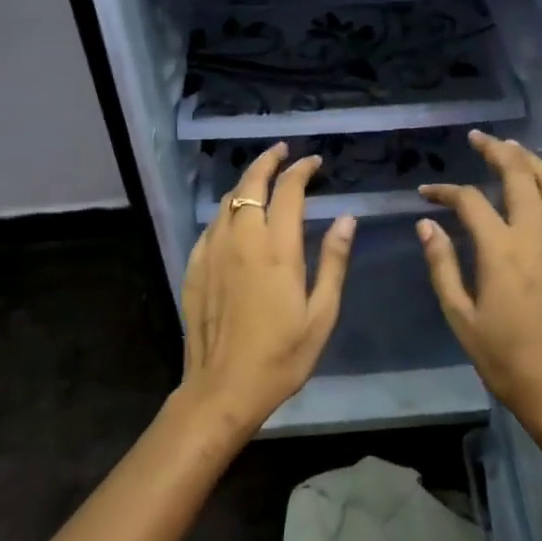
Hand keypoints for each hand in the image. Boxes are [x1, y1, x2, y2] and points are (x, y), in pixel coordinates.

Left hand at [179, 143, 355, 434]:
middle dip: (268, 161)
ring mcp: (212, 252)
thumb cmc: (281, 356)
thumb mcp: (321, 314)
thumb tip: (346, 219)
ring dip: (246, 183)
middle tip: (283, 152)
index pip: (288, 191)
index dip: (301, 170)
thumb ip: (332, 261)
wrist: (222, 388)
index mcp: (276, 249)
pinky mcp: (195, 268)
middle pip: (250, 184)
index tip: (314, 162)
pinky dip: (227, 211)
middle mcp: (241, 240)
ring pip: (227, 202)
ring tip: (261, 179)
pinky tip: (235, 220)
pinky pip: (211, 226)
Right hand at [418, 130, 541, 482]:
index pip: (470, 200)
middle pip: (520, 174)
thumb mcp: (462, 318)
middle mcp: (539, 233)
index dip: (445, 191)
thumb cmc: (508, 361)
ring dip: (531, 162)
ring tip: (514, 149)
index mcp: (502, 248)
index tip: (426, 193)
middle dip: (497, 150)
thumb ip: (443, 266)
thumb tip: (427, 225)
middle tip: (479, 138)